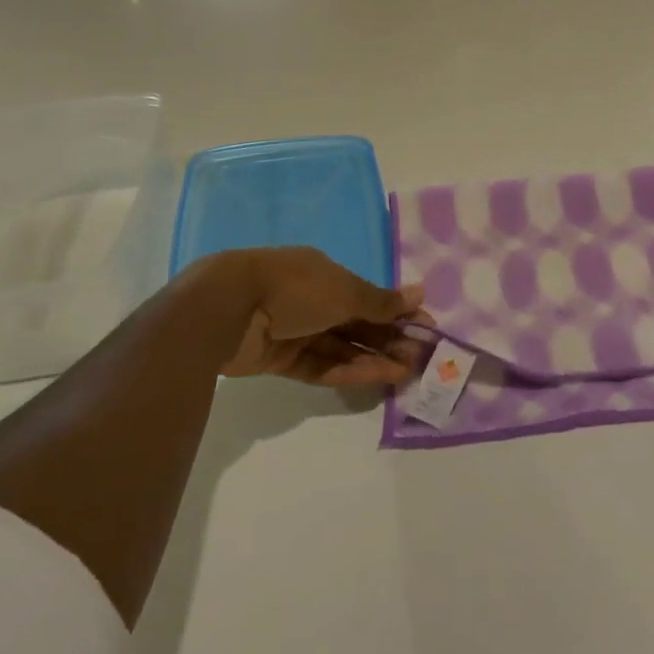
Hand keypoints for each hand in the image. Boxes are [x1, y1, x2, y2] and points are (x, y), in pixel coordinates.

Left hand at [214, 247, 425, 386]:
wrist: (227, 309)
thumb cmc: (295, 287)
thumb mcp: (344, 291)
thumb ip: (381, 301)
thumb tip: (420, 294)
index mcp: (325, 274)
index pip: (368, 296)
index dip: (397, 313)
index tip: (425, 330)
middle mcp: (311, 300)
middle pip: (357, 324)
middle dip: (389, 340)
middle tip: (421, 359)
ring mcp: (294, 331)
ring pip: (341, 347)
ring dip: (373, 359)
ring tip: (406, 373)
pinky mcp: (279, 359)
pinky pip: (320, 365)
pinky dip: (347, 371)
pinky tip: (376, 379)